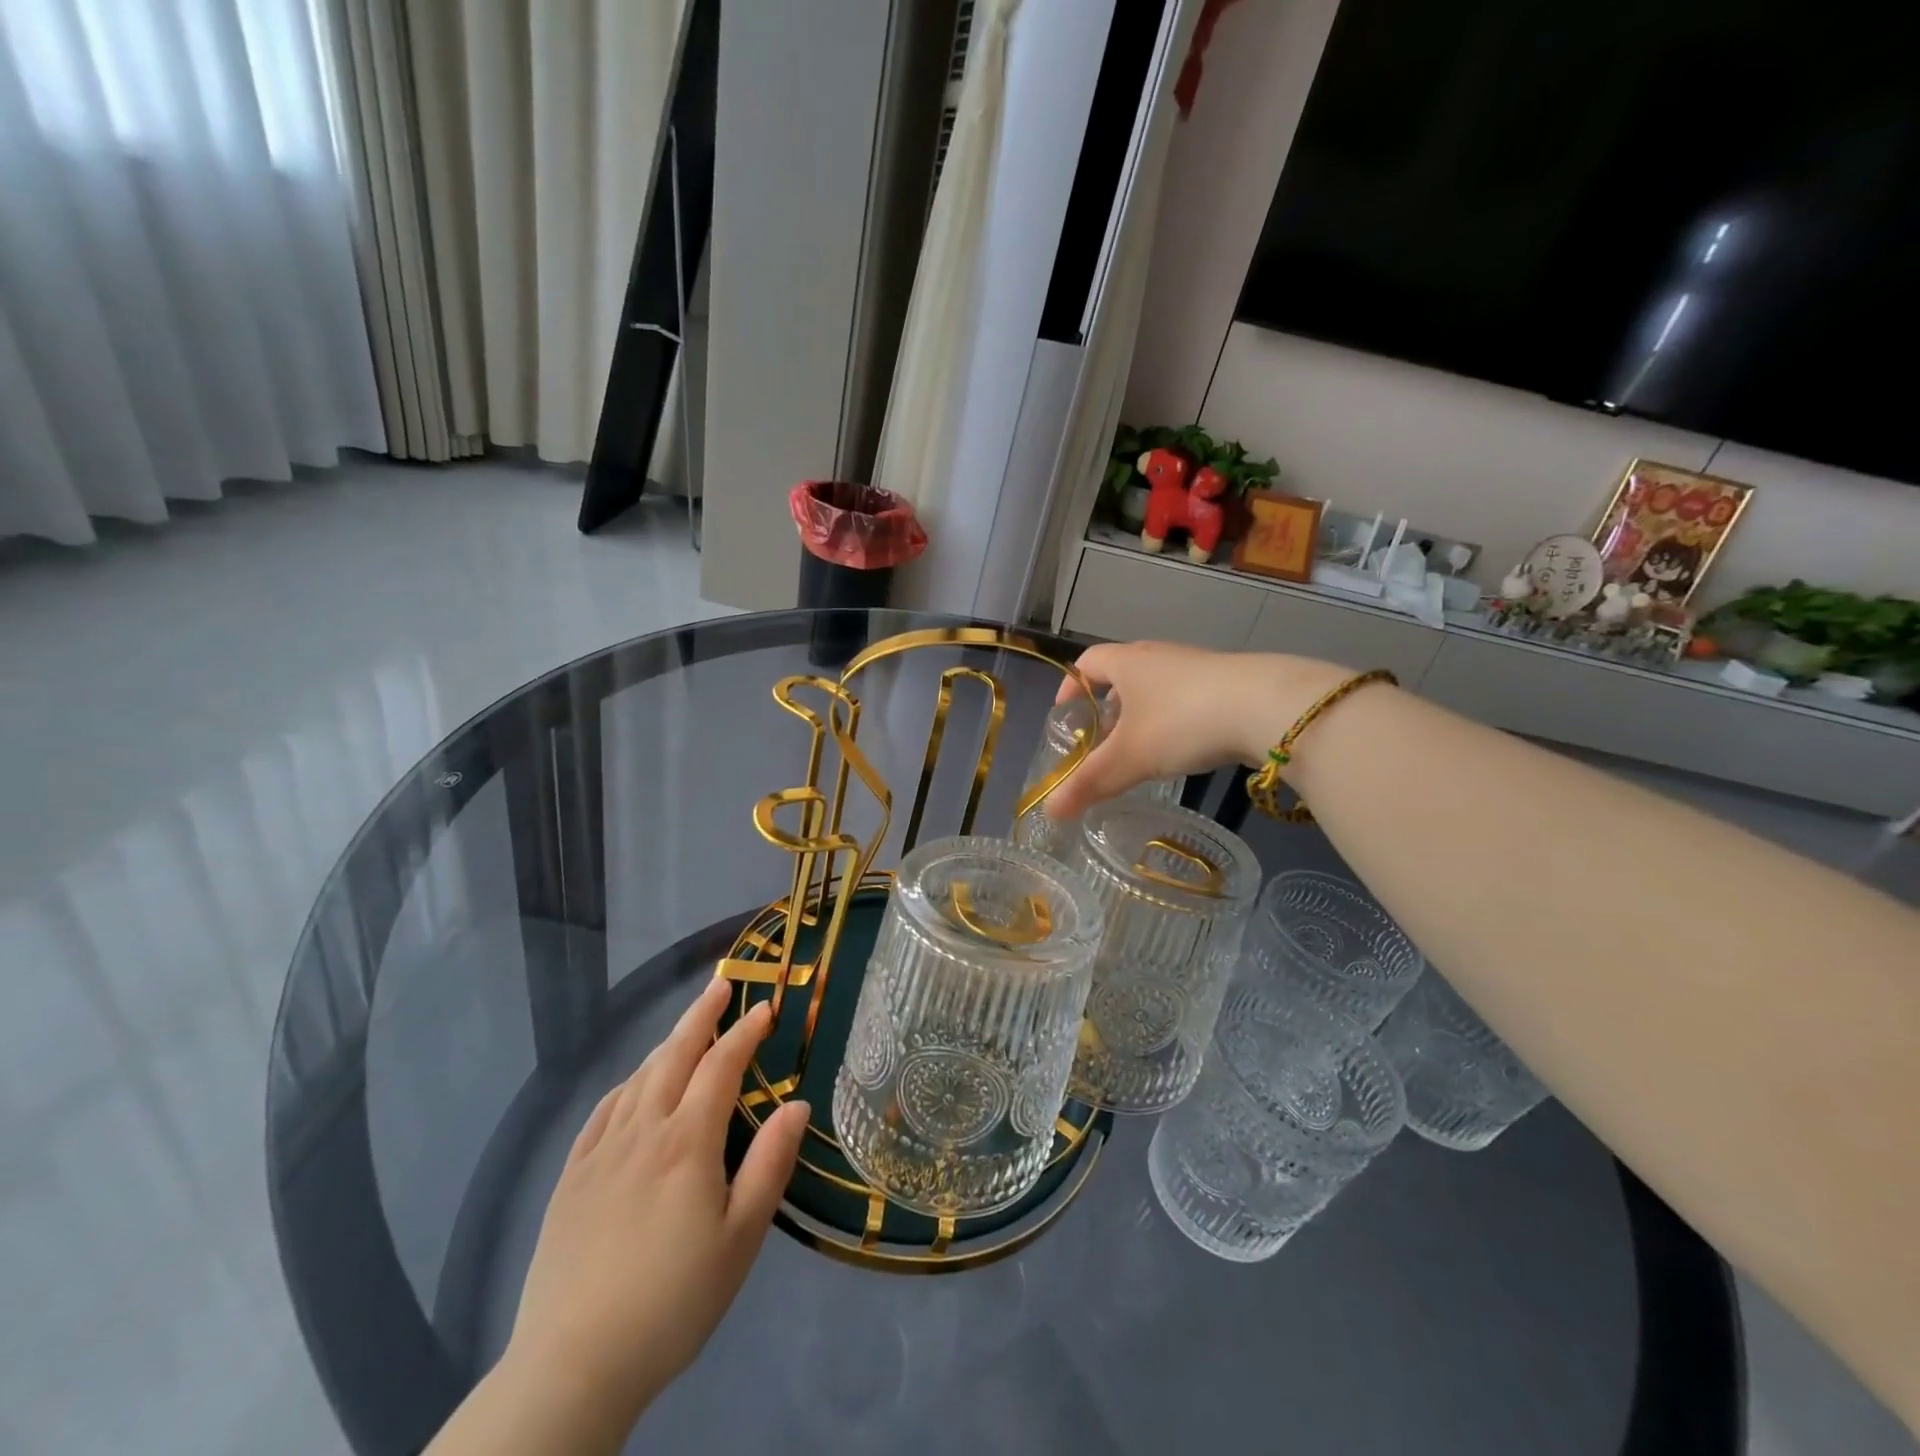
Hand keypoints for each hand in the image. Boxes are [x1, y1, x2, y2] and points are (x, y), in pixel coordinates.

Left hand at [505, 979, 808, 1428]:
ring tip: (687, 1028)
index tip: (765, 1008)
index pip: (722, 1066)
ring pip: (638, 1077)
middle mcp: (642, 1130)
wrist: (573, 1365)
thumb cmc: (673, 1301)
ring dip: (667, 1043)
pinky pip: (603, 1110)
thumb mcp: (740, 1238)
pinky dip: (627, 1083)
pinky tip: (633, 1085)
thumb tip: (797, 1104)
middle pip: (674, 1054)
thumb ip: (770, 1164)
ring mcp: (600, 1152)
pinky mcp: (571, 1177)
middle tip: (721, 984)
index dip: (745, 1032)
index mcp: (687, 1141)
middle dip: (701, 1015)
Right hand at [1046, 642, 1348, 819]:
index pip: (1087, 662)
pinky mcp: (1228, 682)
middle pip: (1122, 674)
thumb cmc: (1182, 722)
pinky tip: (1184, 747)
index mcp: (1128, 662)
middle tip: (1102, 740)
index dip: (1071, 686)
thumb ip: (1089, 783)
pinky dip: (1174, 718)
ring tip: (1141, 749)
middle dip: (1107, 706)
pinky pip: (1187, 697)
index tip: (1065, 714)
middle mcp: (1159, 655)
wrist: (1267, 707)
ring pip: (1157, 686)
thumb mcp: (1129, 758)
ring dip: (1142, 714)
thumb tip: (1050, 812)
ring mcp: (1196, 666)